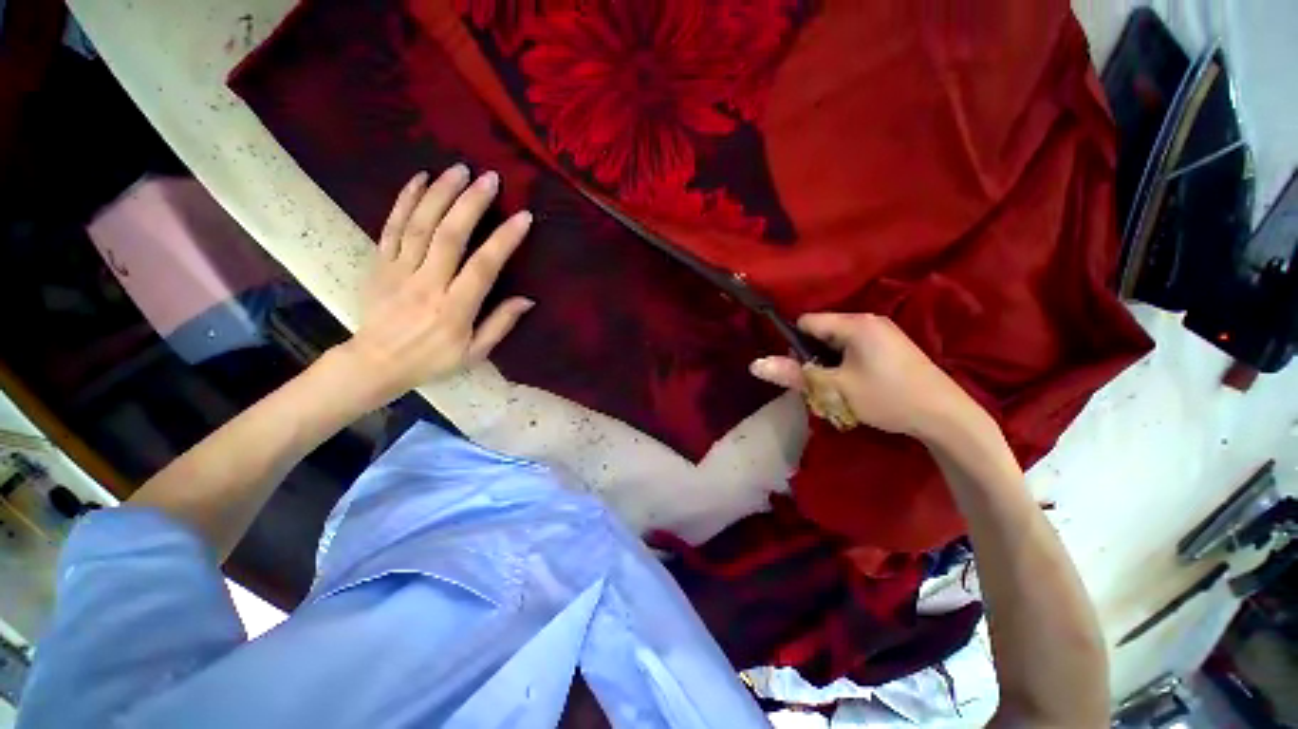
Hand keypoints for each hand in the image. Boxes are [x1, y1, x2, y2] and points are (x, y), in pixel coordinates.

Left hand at [333, 165, 533, 405]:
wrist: (375, 362)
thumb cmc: (432, 360)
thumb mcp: (474, 353)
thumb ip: (500, 324)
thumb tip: (528, 299)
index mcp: (454, 309)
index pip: (482, 268)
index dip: (503, 241)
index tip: (523, 217)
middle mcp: (427, 284)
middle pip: (449, 237)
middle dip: (470, 204)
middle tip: (489, 178)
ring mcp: (399, 271)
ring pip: (419, 225)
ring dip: (440, 193)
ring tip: (459, 169)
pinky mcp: (380, 263)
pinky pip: (391, 227)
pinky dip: (405, 200)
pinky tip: (420, 179)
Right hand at [749, 313, 991, 444]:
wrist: (946, 417)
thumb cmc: (887, 398)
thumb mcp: (835, 389)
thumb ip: (794, 374)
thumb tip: (754, 364)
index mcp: (855, 324)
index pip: (807, 322)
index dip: (795, 344)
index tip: (800, 370)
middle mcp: (869, 321)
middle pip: (822, 332)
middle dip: (813, 358)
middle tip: (820, 385)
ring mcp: (883, 333)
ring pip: (838, 344)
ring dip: (829, 365)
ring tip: (838, 389)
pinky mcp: (892, 347)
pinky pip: (855, 350)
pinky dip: (846, 366)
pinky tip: (856, 387)